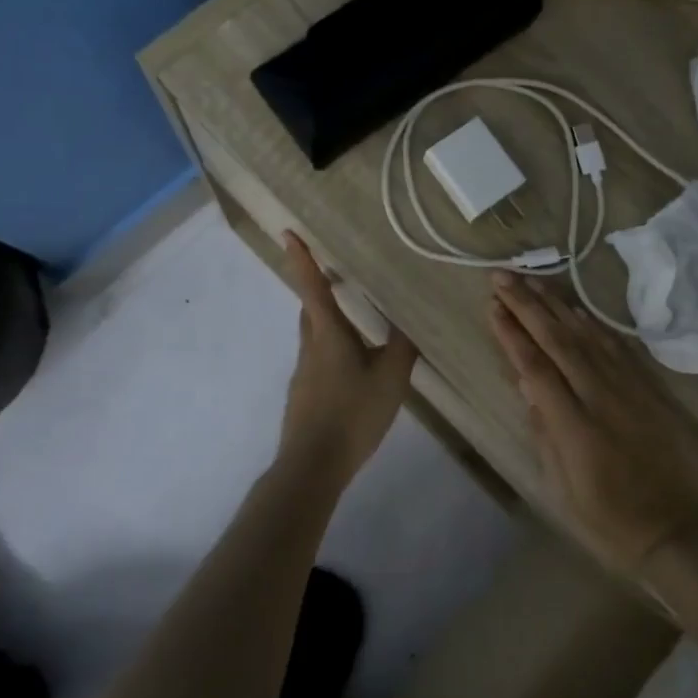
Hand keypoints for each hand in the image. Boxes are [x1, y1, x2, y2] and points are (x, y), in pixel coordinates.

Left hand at [275, 233, 417, 484]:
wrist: (313, 465)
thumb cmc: (353, 414)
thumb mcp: (392, 379)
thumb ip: (403, 348)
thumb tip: (410, 323)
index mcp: (329, 334)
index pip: (313, 287)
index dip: (302, 259)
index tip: (288, 233)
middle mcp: (310, 347)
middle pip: (311, 310)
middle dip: (320, 290)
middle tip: (340, 279)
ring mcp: (304, 372)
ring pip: (315, 336)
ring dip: (330, 324)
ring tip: (360, 332)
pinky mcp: (304, 395)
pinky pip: (319, 361)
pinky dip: (334, 354)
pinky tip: (356, 376)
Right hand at [488, 272, 697, 573]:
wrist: (682, 529)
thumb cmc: (612, 519)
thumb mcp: (563, 487)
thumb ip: (544, 432)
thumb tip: (527, 385)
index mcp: (574, 424)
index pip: (535, 365)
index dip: (512, 333)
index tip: (492, 306)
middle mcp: (600, 395)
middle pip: (558, 339)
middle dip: (526, 304)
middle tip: (501, 276)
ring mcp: (629, 387)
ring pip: (586, 334)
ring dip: (556, 304)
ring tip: (532, 280)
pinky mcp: (649, 387)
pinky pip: (616, 345)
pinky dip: (592, 324)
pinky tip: (576, 311)